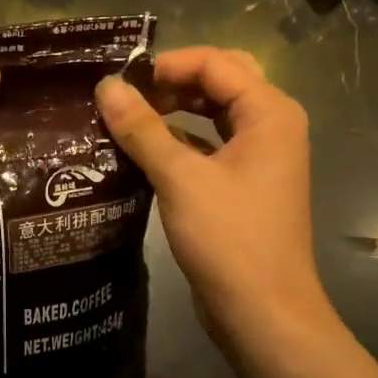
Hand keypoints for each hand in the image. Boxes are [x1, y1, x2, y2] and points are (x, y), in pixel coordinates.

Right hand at [95, 48, 331, 358]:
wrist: (264, 314)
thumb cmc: (229, 240)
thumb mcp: (180, 178)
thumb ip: (142, 128)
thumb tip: (106, 86)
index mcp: (269, 112)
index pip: (214, 62)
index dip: (166, 65)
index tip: (120, 83)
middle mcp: (271, 125)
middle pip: (219, 79)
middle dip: (172, 81)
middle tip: (127, 97)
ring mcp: (259, 155)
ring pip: (214, 111)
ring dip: (174, 109)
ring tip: (128, 118)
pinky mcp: (244, 182)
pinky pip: (210, 142)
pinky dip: (180, 138)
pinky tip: (143, 149)